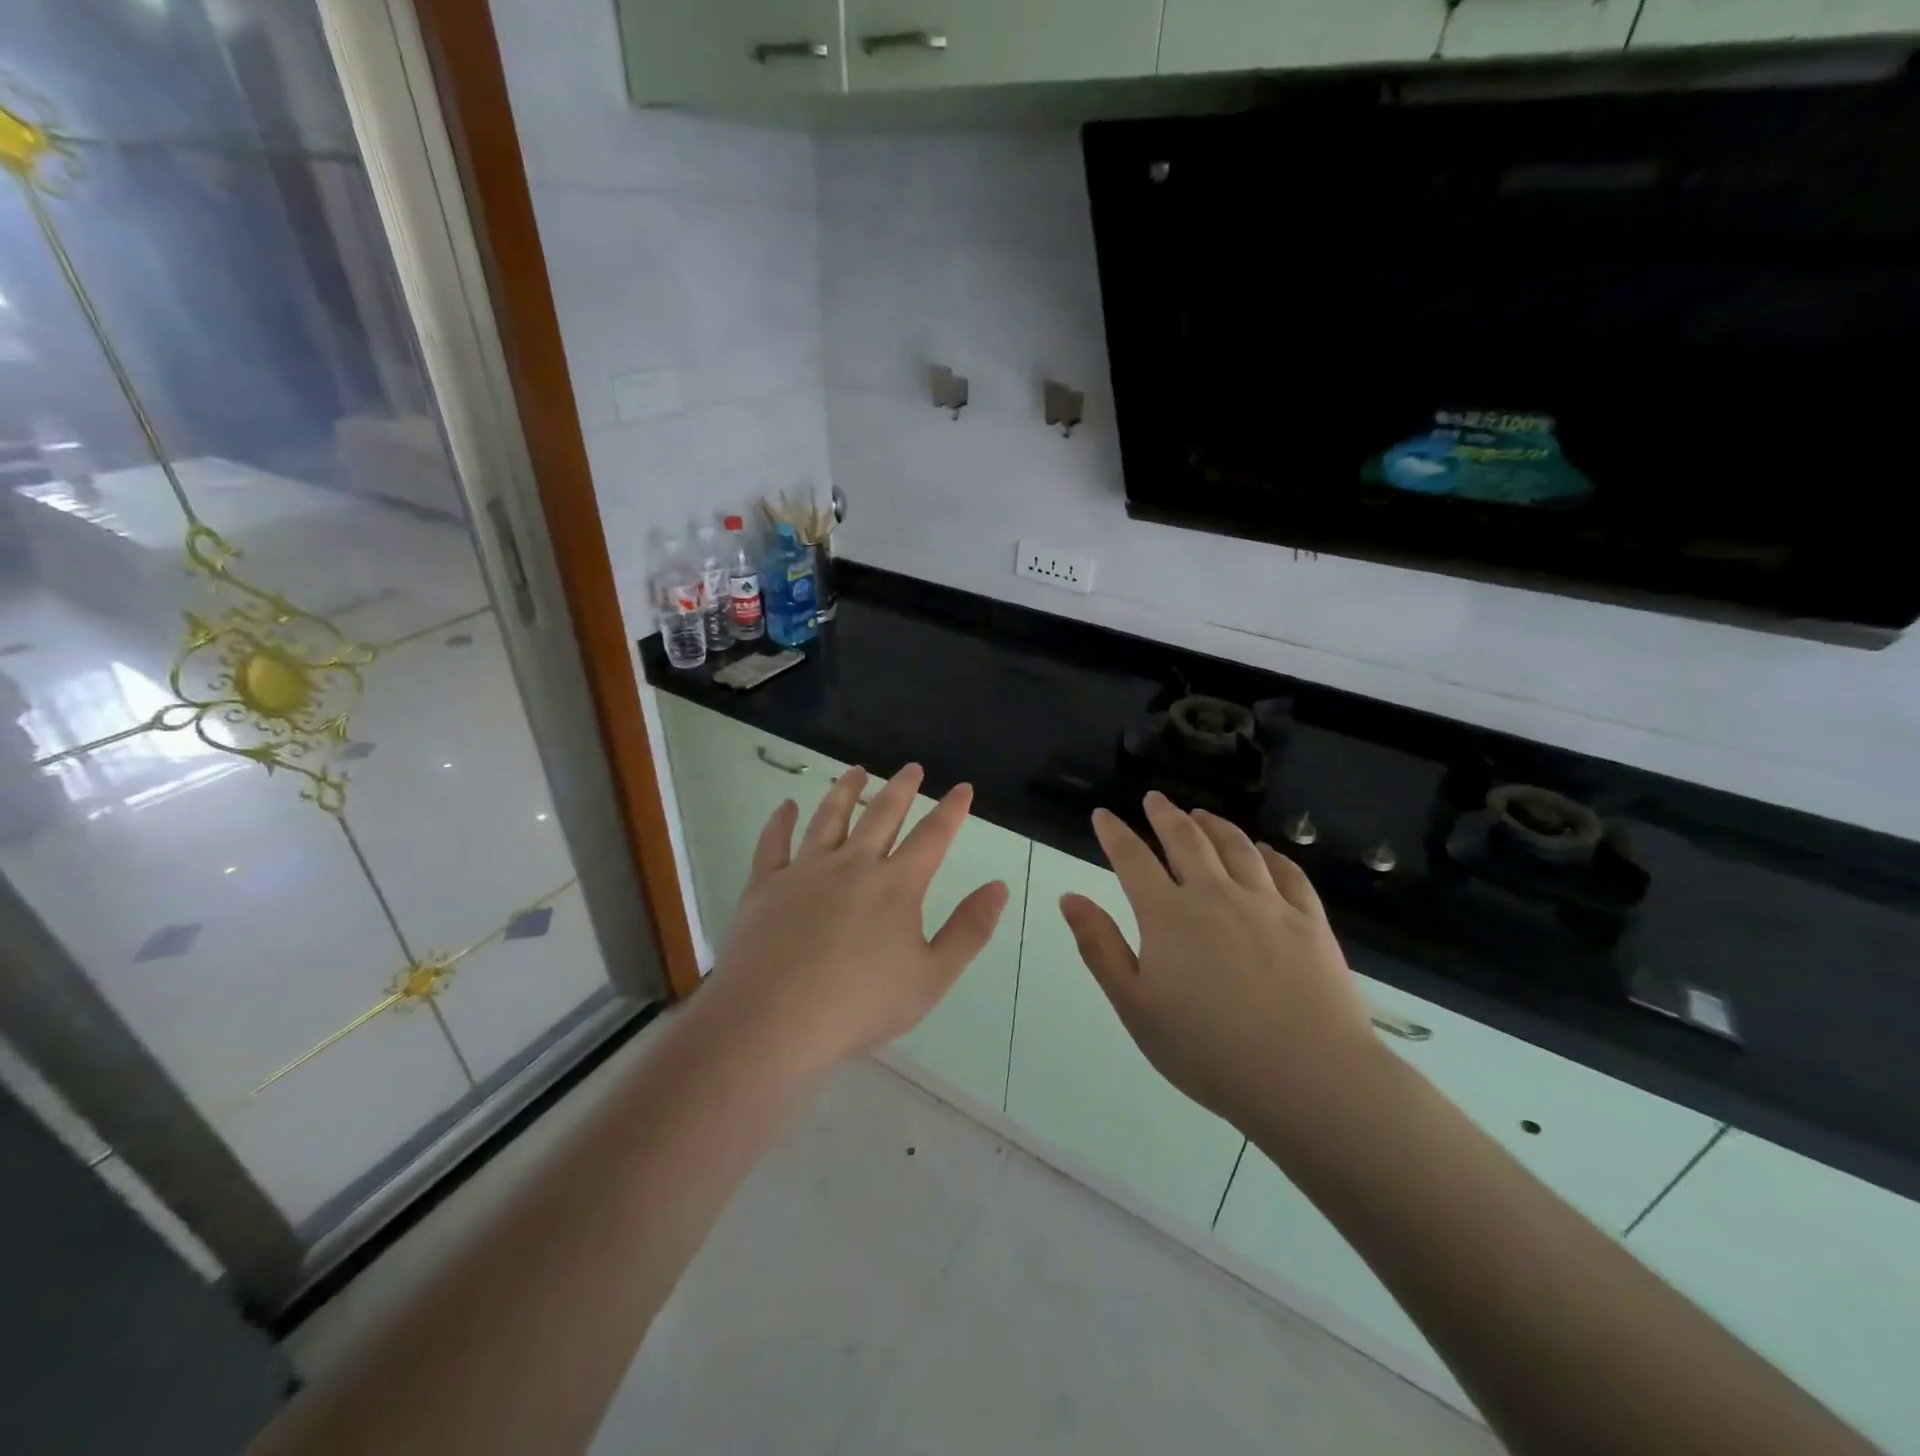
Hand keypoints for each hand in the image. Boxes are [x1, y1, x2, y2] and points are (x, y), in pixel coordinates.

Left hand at [700, 763, 1010, 1080]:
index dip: (951, 809)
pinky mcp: (766, 884)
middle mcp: (853, 864)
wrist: (772, 1021)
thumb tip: (998, 887)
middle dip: (901, 787)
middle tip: (911, 767)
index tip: (962, 787)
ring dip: (846, 790)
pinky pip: (774, 842)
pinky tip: (786, 806)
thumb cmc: (860, 1005)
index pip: (933, 835)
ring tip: (857, 771)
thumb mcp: (931, 978)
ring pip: (830, 817)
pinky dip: (780, 820)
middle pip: (882, 815)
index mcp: (896, 885)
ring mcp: (805, 870)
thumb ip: (969, 930)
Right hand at [1060, 793, 1379, 1129]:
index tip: (1103, 815)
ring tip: (1202, 815)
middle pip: (1186, 840)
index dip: (1115, 833)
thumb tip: (1070, 898)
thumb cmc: (1208, 1050)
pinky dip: (1272, 855)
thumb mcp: (1135, 1006)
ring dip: (1215, 825)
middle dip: (1165, 815)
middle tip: (1154, 799)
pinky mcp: (1309, 922)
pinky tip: (1266, 851)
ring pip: (1237, 848)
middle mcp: (1215, 895)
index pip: (1133, 858)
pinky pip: (1288, 874)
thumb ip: (1100, 947)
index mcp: (1168, 915)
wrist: (1308, 1077)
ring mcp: (1267, 904)